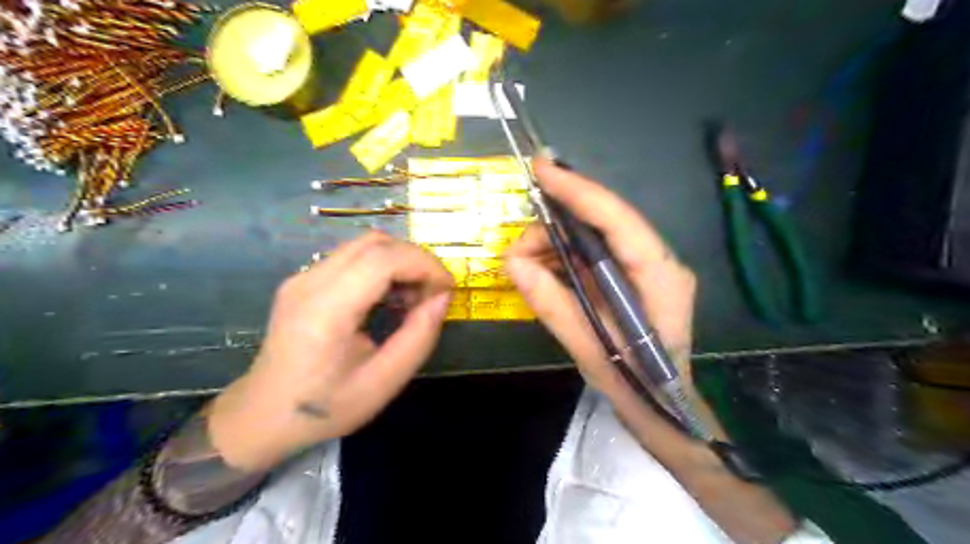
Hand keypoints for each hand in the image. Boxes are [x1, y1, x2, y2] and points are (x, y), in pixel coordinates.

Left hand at [212, 232, 452, 472]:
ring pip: (364, 245)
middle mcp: (309, 282)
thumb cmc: (326, 407)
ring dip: (400, 262)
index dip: (424, 265)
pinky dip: (382, 267)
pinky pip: (352, 257)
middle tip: (434, 293)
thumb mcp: (384, 382)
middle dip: (416, 260)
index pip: (382, 259)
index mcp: (326, 311)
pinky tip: (389, 297)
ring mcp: (303, 277)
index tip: (447, 289)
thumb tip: (443, 298)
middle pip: (375, 243)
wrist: (264, 417)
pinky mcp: (304, 280)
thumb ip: (419, 337)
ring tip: (413, 297)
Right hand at [504, 162, 715, 449]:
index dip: (578, 191)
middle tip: (517, 251)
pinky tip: (544, 270)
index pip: (617, 219)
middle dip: (554, 228)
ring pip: (595, 236)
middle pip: (603, 223)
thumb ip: (552, 303)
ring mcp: (648, 266)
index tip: (542, 169)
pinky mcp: (635, 275)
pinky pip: (595, 253)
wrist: (665, 407)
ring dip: (555, 244)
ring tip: (525, 266)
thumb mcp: (588, 347)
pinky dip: (565, 257)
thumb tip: (512, 263)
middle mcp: (659, 260)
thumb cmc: (635, 384)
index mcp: (659, 276)